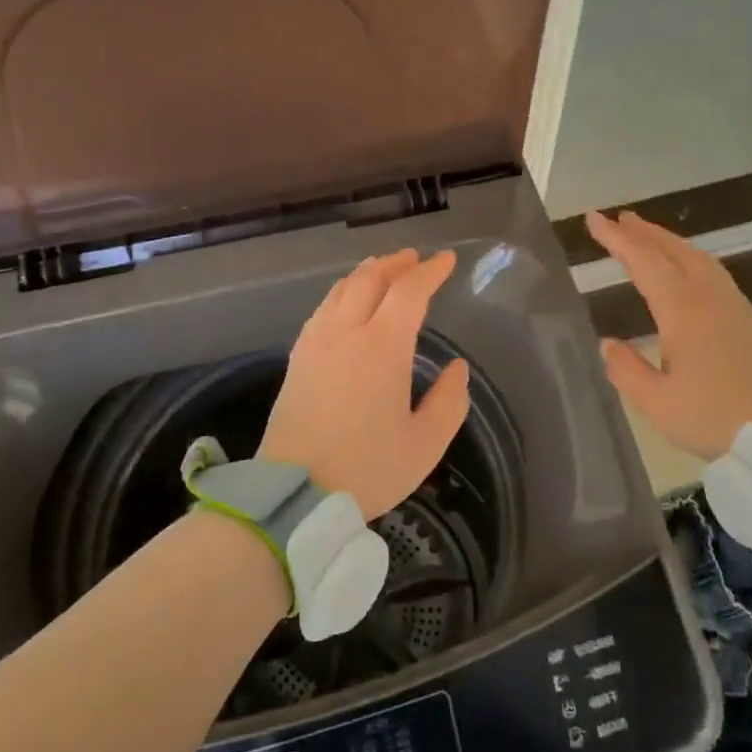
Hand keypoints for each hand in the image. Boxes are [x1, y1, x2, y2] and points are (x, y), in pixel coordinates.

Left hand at [260, 249, 469, 519]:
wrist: (294, 493)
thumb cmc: (367, 468)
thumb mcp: (425, 444)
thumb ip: (449, 401)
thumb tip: (458, 368)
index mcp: (382, 346)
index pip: (409, 291)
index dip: (430, 271)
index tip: (446, 260)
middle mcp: (346, 331)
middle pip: (371, 278)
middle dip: (396, 263)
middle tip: (415, 258)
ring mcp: (316, 342)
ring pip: (342, 289)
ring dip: (367, 272)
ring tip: (383, 269)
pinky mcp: (297, 358)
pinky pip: (322, 308)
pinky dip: (342, 292)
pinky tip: (346, 302)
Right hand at [585, 210, 751, 456]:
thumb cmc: (715, 416)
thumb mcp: (658, 402)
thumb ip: (626, 370)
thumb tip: (607, 343)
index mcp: (682, 309)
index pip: (643, 261)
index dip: (617, 239)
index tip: (594, 220)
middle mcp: (707, 296)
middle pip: (672, 250)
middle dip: (643, 232)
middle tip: (619, 218)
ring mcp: (732, 304)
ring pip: (696, 257)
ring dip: (668, 241)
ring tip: (648, 234)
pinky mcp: (747, 317)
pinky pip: (711, 270)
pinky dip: (689, 256)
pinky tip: (686, 266)